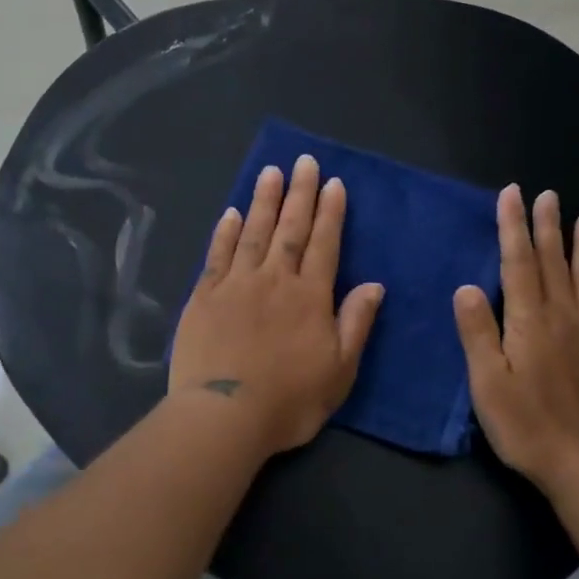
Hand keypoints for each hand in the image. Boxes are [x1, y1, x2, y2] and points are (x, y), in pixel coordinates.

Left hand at [170, 154, 384, 458]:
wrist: (224, 416)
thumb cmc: (290, 400)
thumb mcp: (339, 370)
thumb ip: (356, 323)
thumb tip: (374, 285)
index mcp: (310, 296)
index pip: (325, 244)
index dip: (331, 212)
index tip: (334, 183)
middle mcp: (275, 279)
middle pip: (290, 228)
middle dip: (300, 193)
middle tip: (304, 161)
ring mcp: (236, 284)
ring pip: (253, 232)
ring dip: (263, 200)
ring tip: (271, 172)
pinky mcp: (204, 297)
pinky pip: (217, 255)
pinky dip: (225, 232)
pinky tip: (231, 213)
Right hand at [454, 186, 578, 493]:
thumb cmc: (526, 426)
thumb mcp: (488, 383)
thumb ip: (478, 333)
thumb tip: (467, 287)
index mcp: (529, 321)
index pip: (518, 263)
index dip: (513, 227)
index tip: (512, 195)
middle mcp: (564, 317)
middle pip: (554, 263)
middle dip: (547, 226)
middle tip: (548, 195)